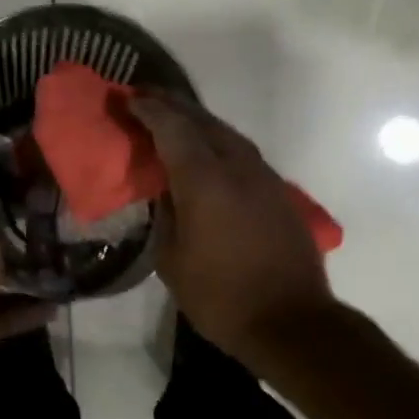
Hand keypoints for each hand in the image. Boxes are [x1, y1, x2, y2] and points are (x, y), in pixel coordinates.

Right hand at [129, 95, 335, 363]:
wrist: (292, 322)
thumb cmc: (221, 297)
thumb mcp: (173, 260)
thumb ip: (165, 215)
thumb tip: (164, 190)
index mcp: (205, 181)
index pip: (171, 128)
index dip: (147, 110)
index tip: (126, 99)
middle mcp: (237, 167)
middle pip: (201, 121)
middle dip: (171, 104)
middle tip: (145, 95)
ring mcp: (263, 177)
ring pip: (226, 133)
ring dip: (197, 120)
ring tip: (173, 116)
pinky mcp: (278, 192)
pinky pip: (241, 152)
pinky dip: (217, 141)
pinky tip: (207, 150)